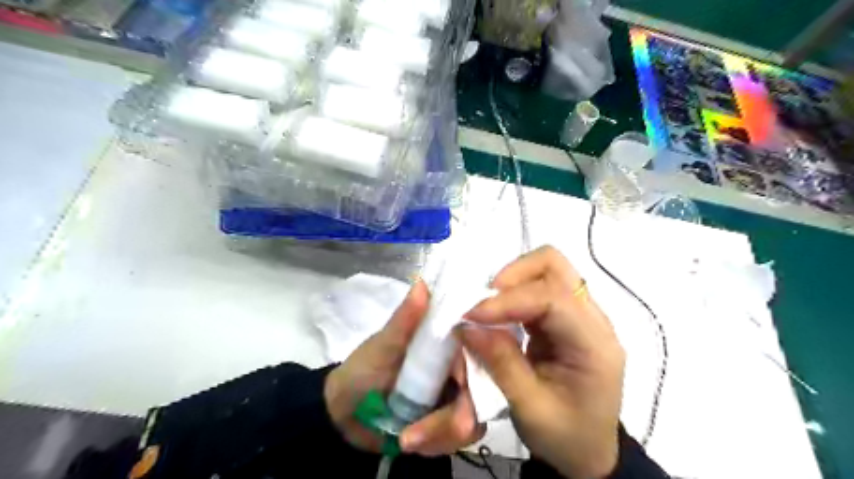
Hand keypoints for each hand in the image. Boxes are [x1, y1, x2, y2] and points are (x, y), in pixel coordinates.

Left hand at [323, 280, 482, 455]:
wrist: (346, 412)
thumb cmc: (364, 369)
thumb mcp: (383, 345)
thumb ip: (405, 320)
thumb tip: (422, 284)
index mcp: (449, 341)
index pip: (482, 350)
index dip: (479, 369)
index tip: (454, 389)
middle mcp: (461, 366)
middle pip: (481, 393)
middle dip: (452, 421)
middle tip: (415, 435)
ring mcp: (457, 395)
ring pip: (473, 420)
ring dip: (439, 436)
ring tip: (406, 438)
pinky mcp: (449, 420)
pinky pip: (458, 438)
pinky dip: (436, 444)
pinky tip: (410, 441)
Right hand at [464, 247, 624, 478]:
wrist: (588, 452)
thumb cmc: (565, 437)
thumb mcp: (529, 408)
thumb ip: (500, 362)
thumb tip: (466, 325)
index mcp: (594, 345)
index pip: (553, 298)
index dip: (509, 300)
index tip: (471, 315)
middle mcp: (593, 320)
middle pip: (555, 266)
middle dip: (513, 276)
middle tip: (482, 303)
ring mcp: (580, 314)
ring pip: (546, 270)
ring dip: (511, 281)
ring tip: (487, 308)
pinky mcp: (565, 317)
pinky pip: (538, 287)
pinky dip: (513, 293)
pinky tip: (498, 313)